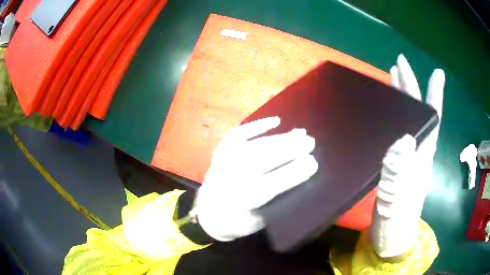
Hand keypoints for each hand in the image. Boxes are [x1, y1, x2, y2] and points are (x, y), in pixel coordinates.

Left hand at [195, 117, 317, 240]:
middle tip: (311, 141)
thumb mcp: (258, 222)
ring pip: (255, 146)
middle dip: (290, 149)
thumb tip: (299, 183)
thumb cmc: (236, 222)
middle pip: (263, 160)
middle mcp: (232, 178)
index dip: (294, 173)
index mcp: (242, 201)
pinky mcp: (220, 152)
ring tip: (299, 133)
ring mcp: (224, 161)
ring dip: (279, 138)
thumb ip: (275, 205)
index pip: (272, 184)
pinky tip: (275, 121)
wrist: (206, 214)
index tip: (313, 162)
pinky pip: (238, 134)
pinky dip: (256, 125)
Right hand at [371, 54, 444, 257]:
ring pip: (408, 120)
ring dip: (402, 98)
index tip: (437, 72)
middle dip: (411, 86)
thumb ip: (399, 169)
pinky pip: (397, 133)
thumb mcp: (397, 198)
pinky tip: (386, 114)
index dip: (435, 95)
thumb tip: (403, 137)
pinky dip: (394, 117)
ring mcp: (408, 158)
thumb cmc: (395, 220)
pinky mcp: (397, 166)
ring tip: (392, 79)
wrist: (390, 237)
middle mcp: (418, 152)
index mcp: (422, 156)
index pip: (432, 119)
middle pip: (418, 113)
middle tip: (398, 64)